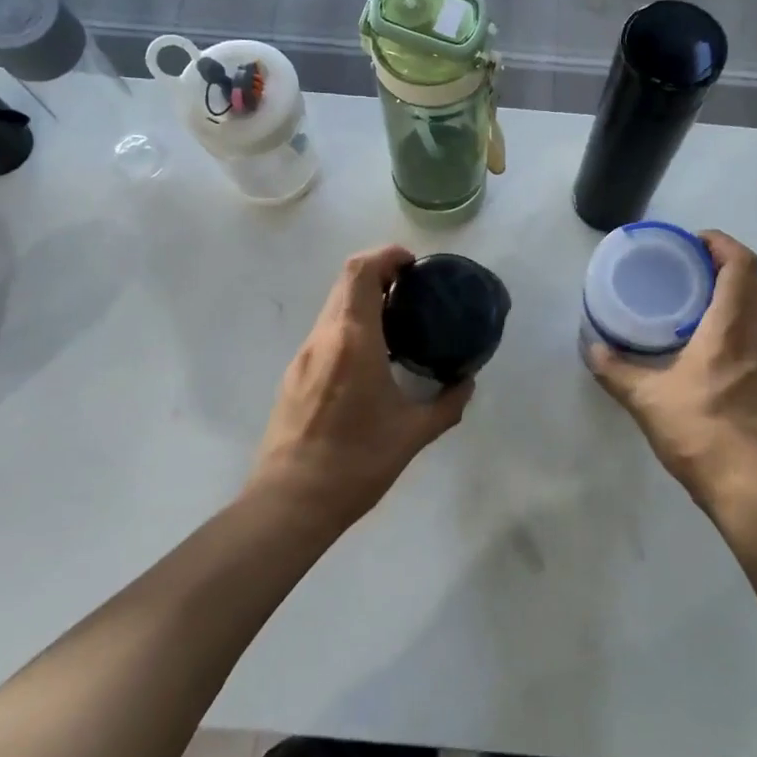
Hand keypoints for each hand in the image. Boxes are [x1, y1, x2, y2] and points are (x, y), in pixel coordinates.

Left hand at [248, 245, 473, 534]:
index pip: (361, 272)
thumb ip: (446, 404)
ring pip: (332, 308)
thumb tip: (466, 384)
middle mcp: (323, 338)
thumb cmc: (356, 463)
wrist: (290, 501)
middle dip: (379, 274)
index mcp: (352, 340)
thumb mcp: (412, 434)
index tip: (413, 265)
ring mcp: (303, 356)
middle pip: (345, 282)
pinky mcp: (294, 376)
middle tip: (412, 290)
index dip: (386, 255)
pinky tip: (371, 358)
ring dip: (363, 301)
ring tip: (397, 323)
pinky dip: (350, 326)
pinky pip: (325, 333)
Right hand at [587, 231, 756, 527]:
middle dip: (723, 264)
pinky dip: (730, 325)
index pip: (742, 265)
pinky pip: (750, 336)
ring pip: (754, 310)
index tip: (693, 241)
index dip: (722, 243)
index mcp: (729, 328)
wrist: (748, 486)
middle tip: (686, 265)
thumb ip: (615, 370)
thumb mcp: (646, 399)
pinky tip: (700, 346)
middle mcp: (754, 337)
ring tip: (689, 301)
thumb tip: (591, 348)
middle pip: (752, 282)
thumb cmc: (700, 432)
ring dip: (729, 295)